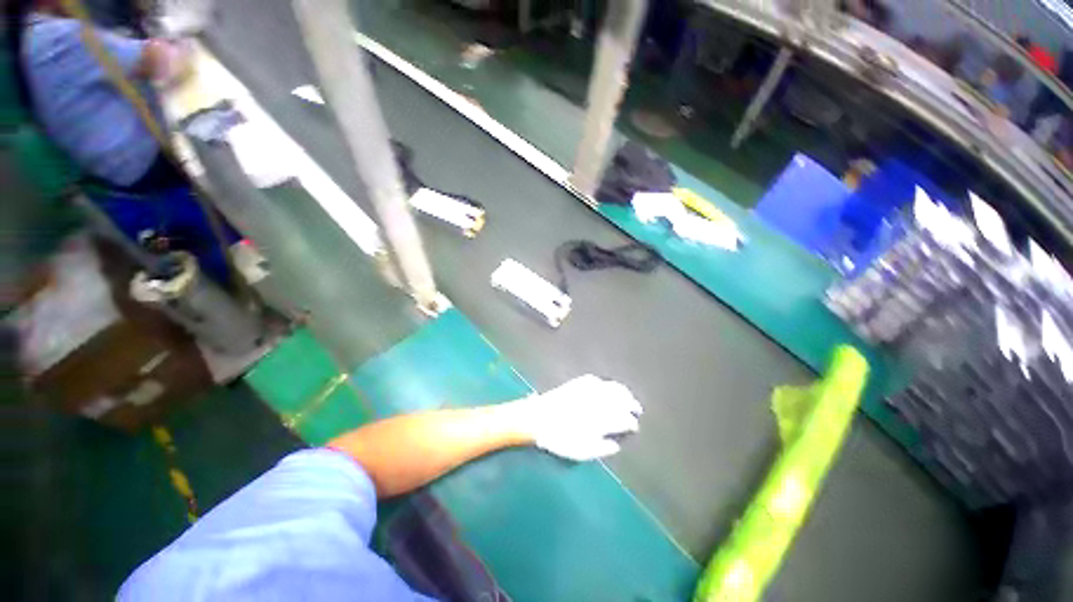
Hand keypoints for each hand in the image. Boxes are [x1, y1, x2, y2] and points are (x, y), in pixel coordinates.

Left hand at [516, 375, 642, 460]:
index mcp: (601, 418)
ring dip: (622, 392)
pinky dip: (606, 384)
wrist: (538, 418)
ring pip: (611, 387)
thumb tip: (616, 445)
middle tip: (636, 409)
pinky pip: (596, 380)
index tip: (634, 426)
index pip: (622, 419)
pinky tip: (607, 386)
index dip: (630, 422)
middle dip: (631, 403)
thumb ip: (601, 448)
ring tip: (628, 396)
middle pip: (620, 399)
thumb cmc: (559, 438)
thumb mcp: (581, 451)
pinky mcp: (578, 383)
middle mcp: (598, 401)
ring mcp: (588, 390)